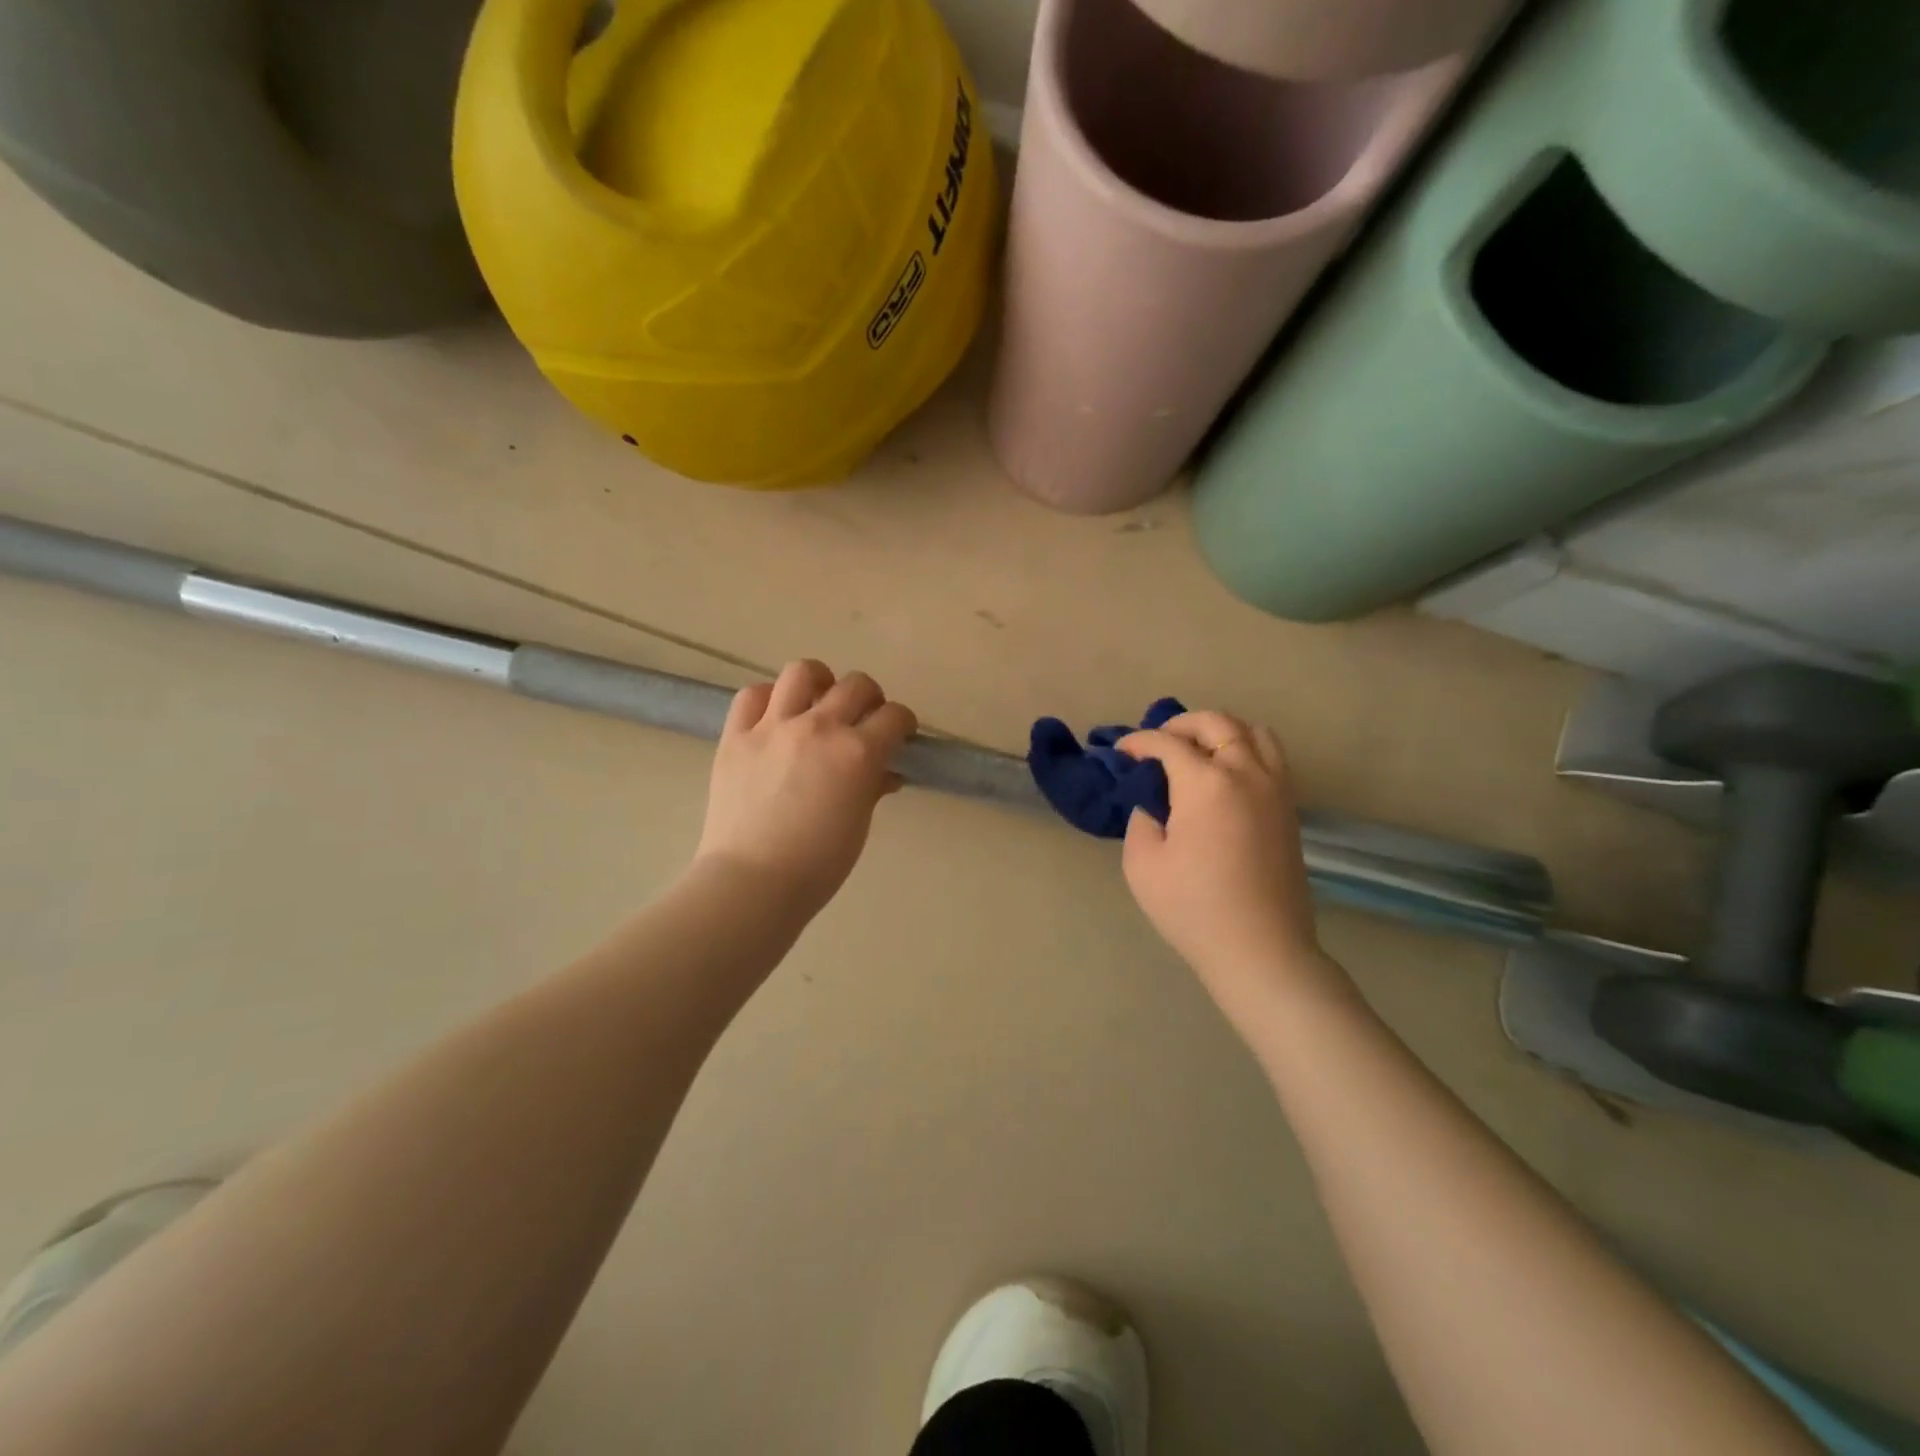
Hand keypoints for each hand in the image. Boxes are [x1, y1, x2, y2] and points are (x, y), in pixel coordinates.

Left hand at [695, 660, 916, 913]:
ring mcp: (773, 727)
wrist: (752, 882)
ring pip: (802, 672)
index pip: (894, 717)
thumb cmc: (817, 865)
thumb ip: (873, 787)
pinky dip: (768, 698)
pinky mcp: (735, 736)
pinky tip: (775, 716)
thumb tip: (884, 772)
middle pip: (856, 685)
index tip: (900, 734)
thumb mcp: (858, 824)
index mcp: (857, 753)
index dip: (903, 723)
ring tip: (818, 700)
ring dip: (819, 681)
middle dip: (870, 698)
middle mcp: (818, 727)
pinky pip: (751, 695)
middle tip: (864, 719)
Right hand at [1119, 712, 1337, 1022]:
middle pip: (1216, 722)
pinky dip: (1245, 748)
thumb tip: (1153, 803)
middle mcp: (1246, 773)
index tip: (1120, 753)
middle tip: (1157, 745)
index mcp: (1206, 784)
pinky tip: (1225, 773)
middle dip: (1180, 725)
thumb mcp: (1143, 864)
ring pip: (1252, 731)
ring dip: (1219, 730)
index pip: (1167, 743)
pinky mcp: (1289, 807)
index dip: (1138, 742)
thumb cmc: (1193, 909)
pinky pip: (1271, 756)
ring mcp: (1275, 788)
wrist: (1260, 950)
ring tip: (1196, 750)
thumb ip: (1142, 819)